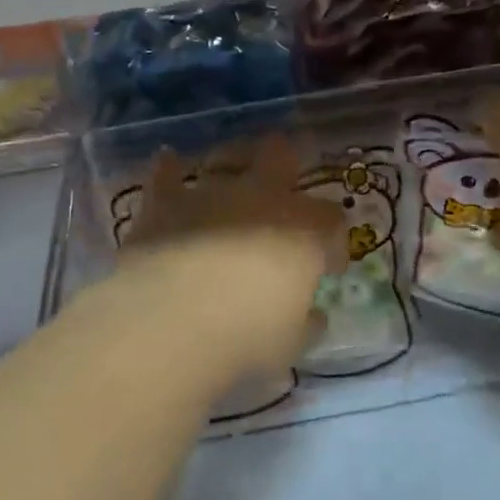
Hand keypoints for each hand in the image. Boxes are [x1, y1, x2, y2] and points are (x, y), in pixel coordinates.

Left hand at [119, 136, 343, 375]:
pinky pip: (167, 173)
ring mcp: (211, 193)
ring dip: (232, 162)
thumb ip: (305, 323)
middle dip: (287, 162)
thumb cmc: (246, 335)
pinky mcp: (165, 201)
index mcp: (304, 233)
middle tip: (285, 177)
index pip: (332, 223)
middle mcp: (262, 199)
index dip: (334, 242)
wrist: (172, 319)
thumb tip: (314, 316)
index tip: (329, 266)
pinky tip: (168, 162)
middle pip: (282, 158)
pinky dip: (169, 168)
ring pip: (228, 157)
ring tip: (231, 169)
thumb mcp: (290, 342)